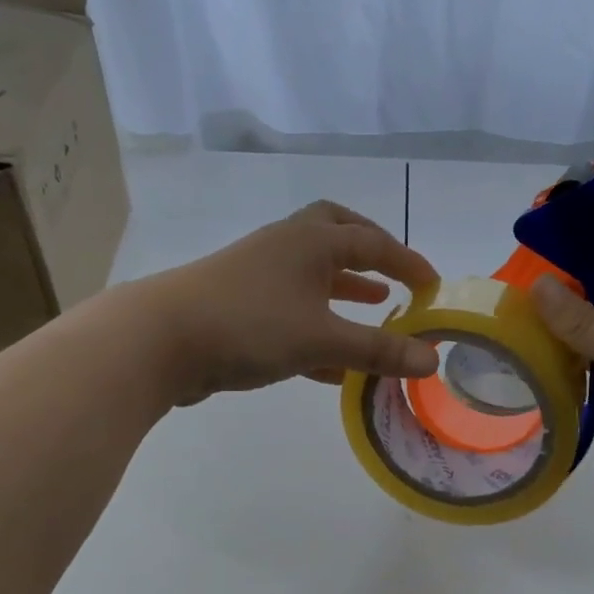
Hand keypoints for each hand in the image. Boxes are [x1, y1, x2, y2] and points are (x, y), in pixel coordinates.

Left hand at [132, 201, 440, 405]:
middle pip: (336, 232)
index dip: (407, 262)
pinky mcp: (240, 305)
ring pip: (312, 273)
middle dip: (369, 251)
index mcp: (310, 241)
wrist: (160, 340)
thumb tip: (432, 359)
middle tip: (394, 272)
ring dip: (344, 287)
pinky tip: (334, 361)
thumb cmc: (250, 325)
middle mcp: (286, 247)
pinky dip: (318, 324)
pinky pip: (292, 308)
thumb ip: (378, 349)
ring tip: (374, 304)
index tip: (433, 286)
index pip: (372, 242)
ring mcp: (259, 274)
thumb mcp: (322, 338)